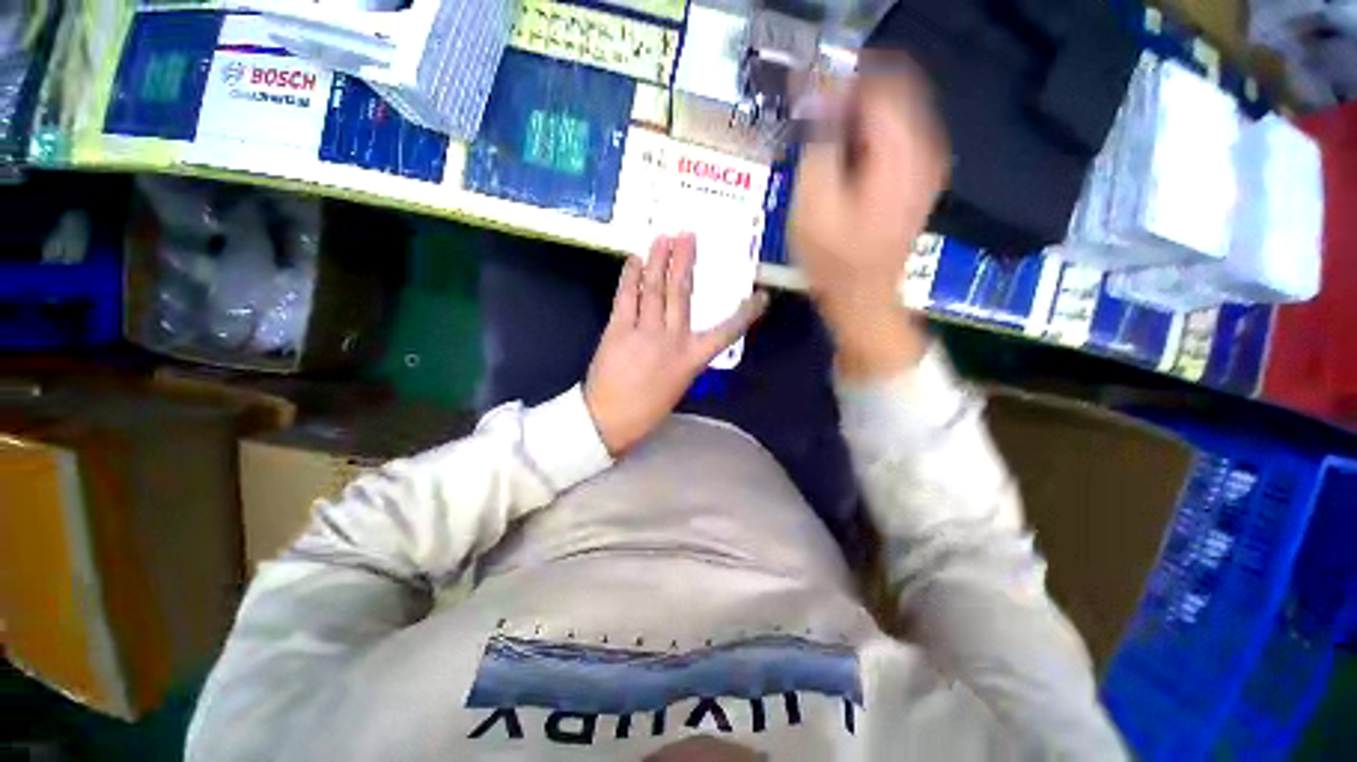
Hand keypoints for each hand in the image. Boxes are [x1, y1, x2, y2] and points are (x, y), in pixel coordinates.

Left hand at [585, 234, 768, 454]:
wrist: (609, 420)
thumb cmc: (647, 409)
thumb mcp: (677, 384)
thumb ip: (682, 356)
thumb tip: (679, 332)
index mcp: (692, 359)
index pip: (726, 332)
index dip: (745, 314)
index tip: (761, 297)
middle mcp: (672, 339)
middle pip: (681, 293)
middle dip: (685, 261)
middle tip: (687, 236)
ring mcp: (644, 331)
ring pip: (655, 288)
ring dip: (659, 259)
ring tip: (663, 238)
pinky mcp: (618, 329)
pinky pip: (627, 296)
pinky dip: (631, 276)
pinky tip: (634, 260)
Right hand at [790, 55, 948, 377]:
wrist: (862, 298)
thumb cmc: (833, 260)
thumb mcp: (813, 204)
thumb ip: (819, 142)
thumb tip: (819, 94)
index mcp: (900, 153)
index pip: (878, 83)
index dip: (840, 82)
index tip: (807, 98)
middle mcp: (924, 149)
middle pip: (891, 91)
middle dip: (848, 97)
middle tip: (812, 123)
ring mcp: (926, 164)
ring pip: (894, 112)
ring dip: (856, 118)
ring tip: (824, 145)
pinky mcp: (918, 178)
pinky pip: (896, 135)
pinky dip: (867, 136)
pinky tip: (844, 162)